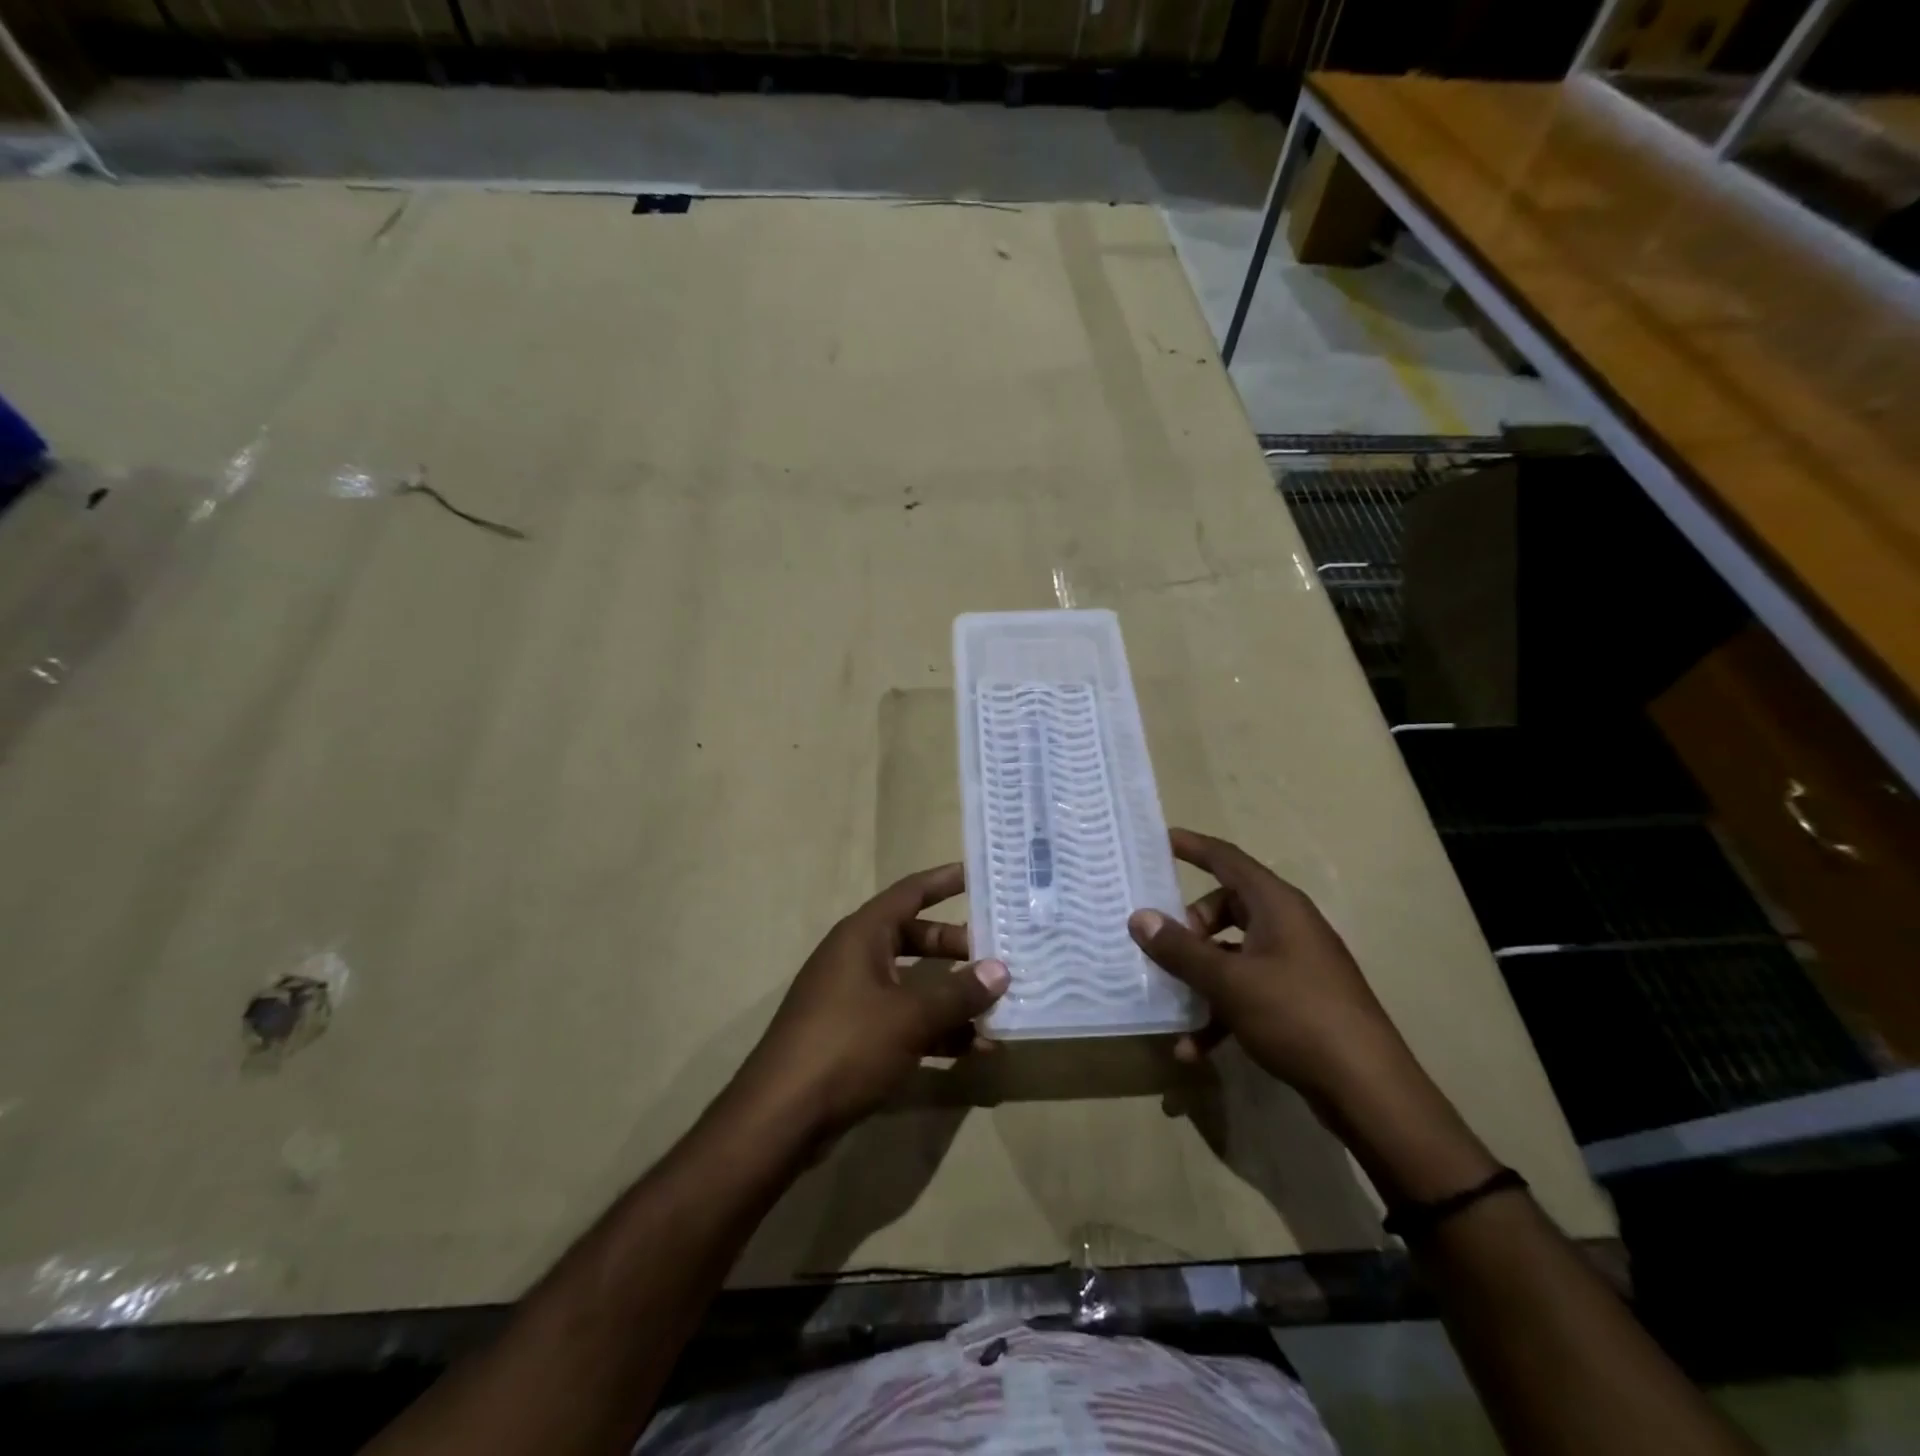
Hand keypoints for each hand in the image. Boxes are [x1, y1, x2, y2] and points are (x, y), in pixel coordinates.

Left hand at [734, 864, 1008, 1138]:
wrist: (781, 1116)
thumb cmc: (846, 1046)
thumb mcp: (910, 1016)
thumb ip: (958, 993)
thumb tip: (1000, 970)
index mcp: (862, 935)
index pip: (910, 893)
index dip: (944, 881)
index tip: (981, 874)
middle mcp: (857, 958)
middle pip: (916, 939)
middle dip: (958, 947)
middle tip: (1001, 952)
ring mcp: (853, 998)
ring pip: (913, 984)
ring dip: (953, 996)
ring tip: (999, 1007)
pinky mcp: (854, 1037)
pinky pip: (904, 1020)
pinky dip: (936, 1029)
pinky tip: (974, 1048)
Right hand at [1129, 828, 1413, 1105]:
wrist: (1367, 1089)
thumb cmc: (1296, 1015)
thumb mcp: (1228, 981)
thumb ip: (1181, 949)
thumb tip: (1139, 918)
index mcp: (1277, 905)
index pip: (1227, 860)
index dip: (1193, 847)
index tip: (1159, 840)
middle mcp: (1287, 925)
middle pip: (1226, 908)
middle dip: (1190, 927)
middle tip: (1164, 947)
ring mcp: (1295, 964)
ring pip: (1232, 953)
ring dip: (1200, 978)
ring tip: (1172, 1005)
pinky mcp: (1297, 1000)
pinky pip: (1246, 990)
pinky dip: (1220, 1011)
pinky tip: (1193, 1048)